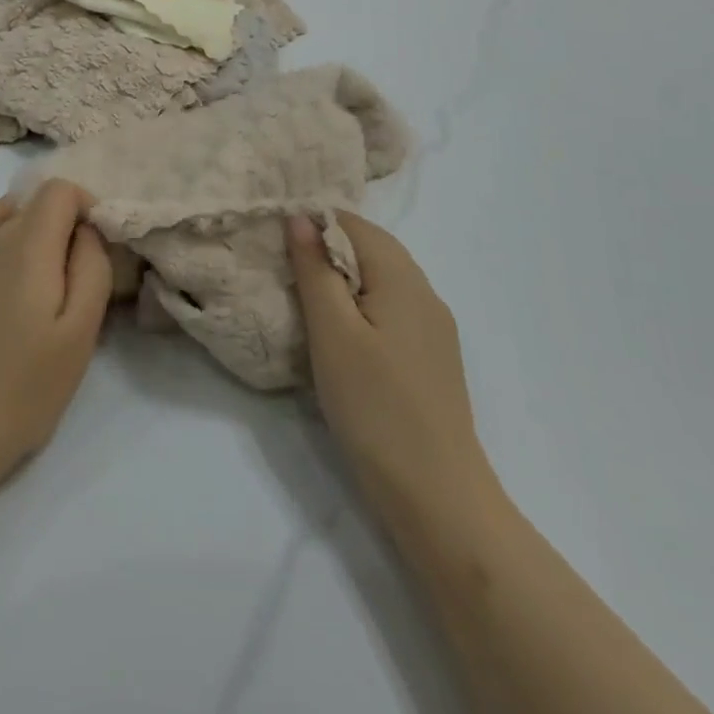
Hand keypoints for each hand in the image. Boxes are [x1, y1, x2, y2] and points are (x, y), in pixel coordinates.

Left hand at [0, 180, 112, 482]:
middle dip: (66, 223)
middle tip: (78, 274)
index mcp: (28, 245)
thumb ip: (91, 267)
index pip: (60, 190)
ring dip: (35, 227)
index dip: (87, 207)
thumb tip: (87, 230)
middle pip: (37, 201)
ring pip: (9, 212)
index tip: (99, 247)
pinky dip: (3, 230)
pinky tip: (12, 263)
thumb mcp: (80, 331)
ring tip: (48, 274)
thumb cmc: (27, 385)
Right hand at [286, 211, 496, 518]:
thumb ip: (315, 269)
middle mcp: (425, 292)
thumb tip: (300, 216)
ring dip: (342, 279)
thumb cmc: (375, 407)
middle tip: (282, 269)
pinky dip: (360, 306)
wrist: (437, 497)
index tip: (276, 242)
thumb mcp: (332, 332)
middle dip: (325, 249)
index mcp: (402, 277)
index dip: (313, 223)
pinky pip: (390, 309)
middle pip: (371, 248)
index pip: (353, 223)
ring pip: (380, 280)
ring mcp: (433, 327)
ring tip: (303, 300)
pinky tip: (339, 335)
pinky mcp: (431, 358)